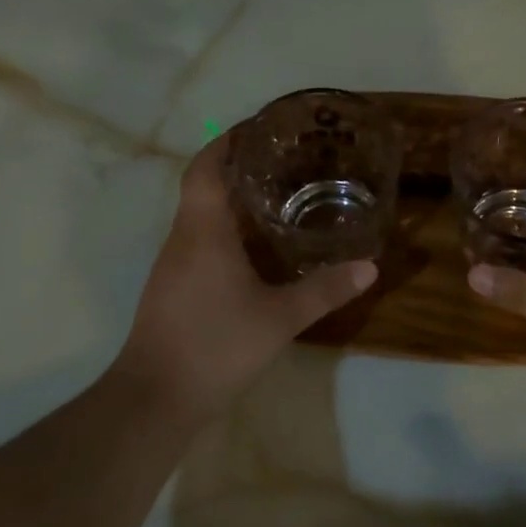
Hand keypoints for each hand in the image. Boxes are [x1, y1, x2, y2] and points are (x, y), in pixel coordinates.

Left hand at [112, 135, 376, 422]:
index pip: (204, 167)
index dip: (225, 142)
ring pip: (200, 216)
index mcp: (202, 231)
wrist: (157, 397)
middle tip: (284, 162)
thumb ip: (324, 290)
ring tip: (278, 198)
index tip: (257, 129)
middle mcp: (182, 239)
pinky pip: (199, 241)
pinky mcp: (173, 288)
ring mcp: (173, 265)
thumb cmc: (215, 345)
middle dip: (238, 168)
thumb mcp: (279, 318)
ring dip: (232, 201)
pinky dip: (225, 231)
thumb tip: (369, 267)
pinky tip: (255, 248)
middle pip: (203, 186)